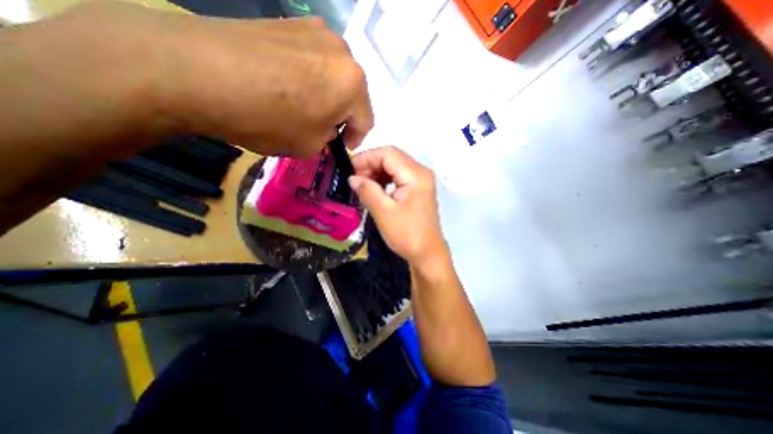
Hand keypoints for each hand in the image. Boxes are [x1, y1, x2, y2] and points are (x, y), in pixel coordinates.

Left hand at [46, 2, 373, 156]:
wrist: (197, 71)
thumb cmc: (268, 118)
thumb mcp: (309, 146)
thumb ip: (327, 138)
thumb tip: (325, 127)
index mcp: (353, 83)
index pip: (366, 120)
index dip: (354, 139)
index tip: (340, 147)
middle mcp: (342, 51)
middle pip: (352, 94)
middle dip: (340, 115)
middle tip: (322, 128)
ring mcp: (315, 30)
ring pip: (333, 75)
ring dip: (325, 95)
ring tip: (301, 107)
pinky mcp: (289, 21)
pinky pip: (311, 59)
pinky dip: (307, 77)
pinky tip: (285, 85)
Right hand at [349, 146, 451, 266]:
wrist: (427, 253)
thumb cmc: (407, 235)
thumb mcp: (384, 212)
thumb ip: (367, 190)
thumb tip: (352, 177)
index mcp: (416, 175)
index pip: (388, 153)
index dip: (366, 158)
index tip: (348, 169)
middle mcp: (421, 172)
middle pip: (392, 157)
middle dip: (370, 164)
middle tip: (353, 178)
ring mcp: (421, 180)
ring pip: (394, 166)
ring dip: (376, 172)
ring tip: (361, 184)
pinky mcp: (418, 189)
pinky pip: (398, 176)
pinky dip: (384, 179)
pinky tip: (374, 188)